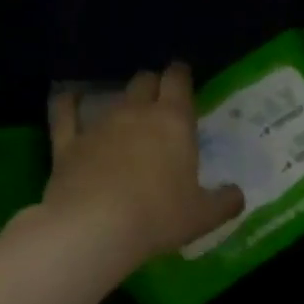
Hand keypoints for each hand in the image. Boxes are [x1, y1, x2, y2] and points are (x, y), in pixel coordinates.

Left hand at [44, 64, 244, 269]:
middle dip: (154, 85)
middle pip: (145, 82)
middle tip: (160, 99)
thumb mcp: (203, 215)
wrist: (94, 228)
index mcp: (174, 122)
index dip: (181, 75)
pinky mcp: (68, 143)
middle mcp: (136, 113)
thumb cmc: (159, 216)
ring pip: (112, 97)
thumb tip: (237, 195)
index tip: (184, 77)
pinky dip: (67, 103)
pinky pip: (65, 114)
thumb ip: (225, 202)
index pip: (178, 81)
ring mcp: (99, 125)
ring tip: (127, 110)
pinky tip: (68, 98)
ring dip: (122, 101)